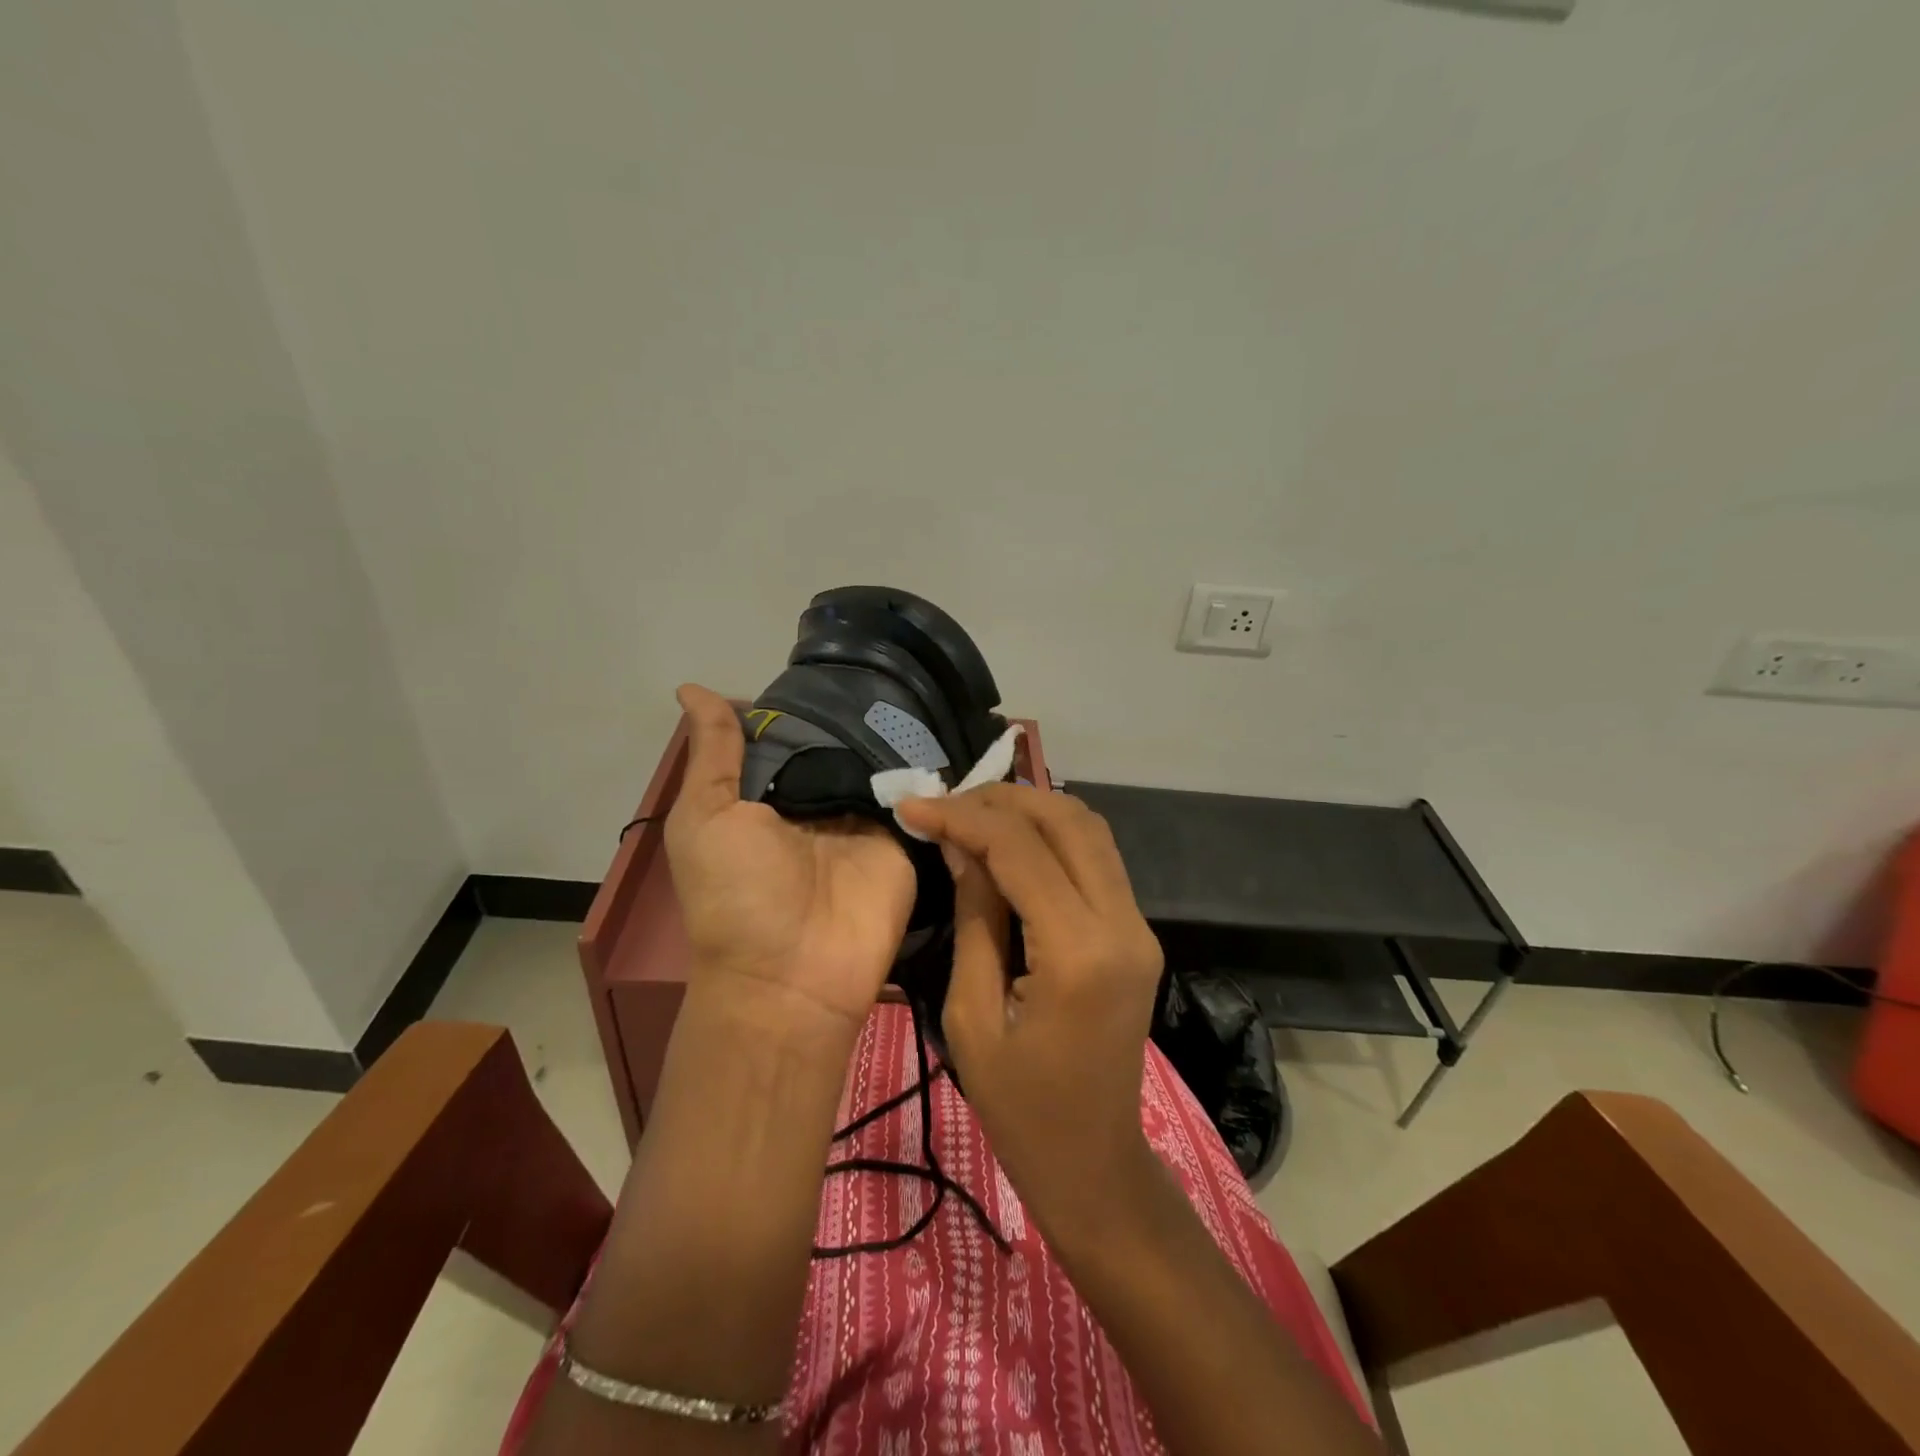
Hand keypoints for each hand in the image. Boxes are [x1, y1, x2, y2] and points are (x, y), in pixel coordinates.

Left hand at [666, 684, 915, 1030]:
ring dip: (896, 732)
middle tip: (888, 663)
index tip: (834, 662)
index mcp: (769, 795)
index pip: (793, 735)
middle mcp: (819, 802)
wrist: (791, 977)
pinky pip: (917, 794)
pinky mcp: (903, 838)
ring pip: (883, 762)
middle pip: (843, 744)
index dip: (807, 703)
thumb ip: (714, 755)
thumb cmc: (735, 895)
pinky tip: (943, 724)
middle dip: (858, 712)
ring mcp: (865, 819)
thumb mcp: (705, 818)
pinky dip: (927, 765)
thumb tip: (691, 687)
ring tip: (919, 683)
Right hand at [895, 784, 1165, 1236]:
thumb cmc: (1020, 1109)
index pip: (1022, 849)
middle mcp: (1123, 925)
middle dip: (1002, 799)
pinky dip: (1051, 836)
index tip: (914, 805)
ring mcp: (1139, 926)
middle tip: (945, 802)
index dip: (963, 817)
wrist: (1095, 1164)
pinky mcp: (1137, 932)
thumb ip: (974, 918)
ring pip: (1090, 829)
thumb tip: (960, 846)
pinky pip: (1096, 859)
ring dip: (1031, 809)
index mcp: (1079, 953)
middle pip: (1068, 820)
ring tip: (971, 813)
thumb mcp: (972, 1016)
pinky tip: (1008, 843)